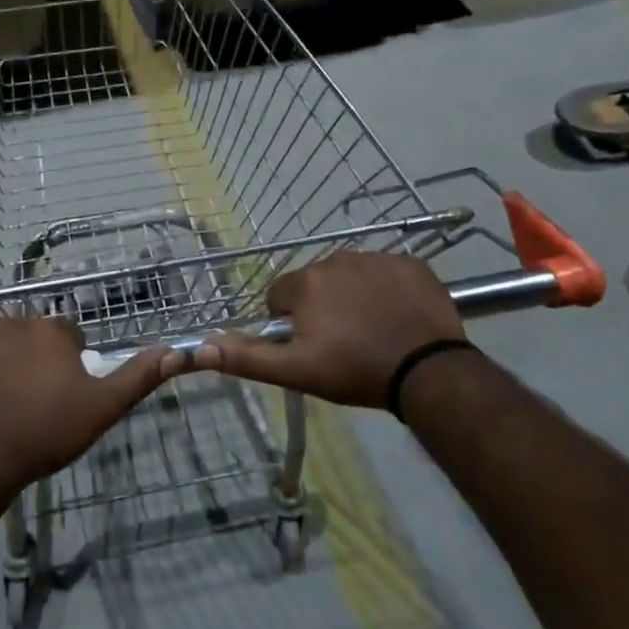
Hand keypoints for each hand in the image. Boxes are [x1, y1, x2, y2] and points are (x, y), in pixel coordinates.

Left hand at [0, 317, 182, 503]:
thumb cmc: (42, 434)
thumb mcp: (100, 409)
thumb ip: (137, 377)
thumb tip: (177, 350)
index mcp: (50, 331)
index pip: (65, 337)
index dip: (65, 364)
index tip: (59, 394)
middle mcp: (10, 321)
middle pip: (25, 338)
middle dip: (27, 360)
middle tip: (25, 403)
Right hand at [193, 252, 466, 407]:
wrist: (428, 371)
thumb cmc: (355, 370)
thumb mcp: (296, 371)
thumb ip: (247, 357)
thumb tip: (200, 348)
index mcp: (306, 282)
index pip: (280, 295)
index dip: (290, 322)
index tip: (310, 346)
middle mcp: (336, 259)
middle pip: (315, 284)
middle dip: (321, 308)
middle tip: (342, 343)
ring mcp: (377, 257)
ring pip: (350, 277)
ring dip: (353, 297)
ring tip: (371, 332)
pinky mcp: (411, 263)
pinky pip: (386, 273)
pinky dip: (387, 291)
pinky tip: (398, 318)